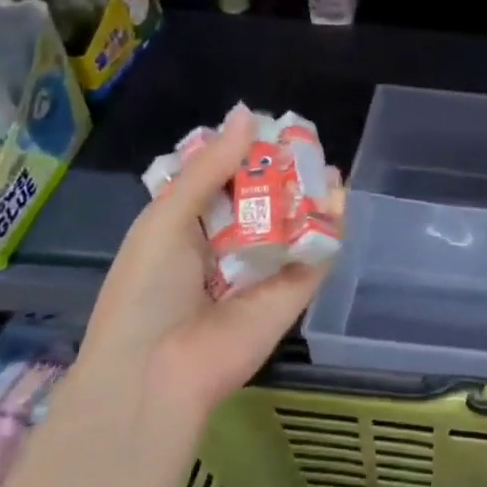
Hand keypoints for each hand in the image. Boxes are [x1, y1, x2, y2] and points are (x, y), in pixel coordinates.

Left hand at [79, 104, 338, 419]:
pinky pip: (316, 252)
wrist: (158, 372)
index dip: (244, 153)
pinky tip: (338, 195)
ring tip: (326, 163)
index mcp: (190, 228)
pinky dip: (330, 224)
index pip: (224, 181)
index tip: (266, 126)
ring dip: (311, 193)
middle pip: (264, 198)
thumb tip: (247, 114)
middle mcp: (229, 245)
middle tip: (303, 139)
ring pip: (294, 223)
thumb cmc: (148, 289)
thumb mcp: (167, 218)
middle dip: (283, 170)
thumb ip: (210, 168)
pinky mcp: (295, 291)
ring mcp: (265, 269)